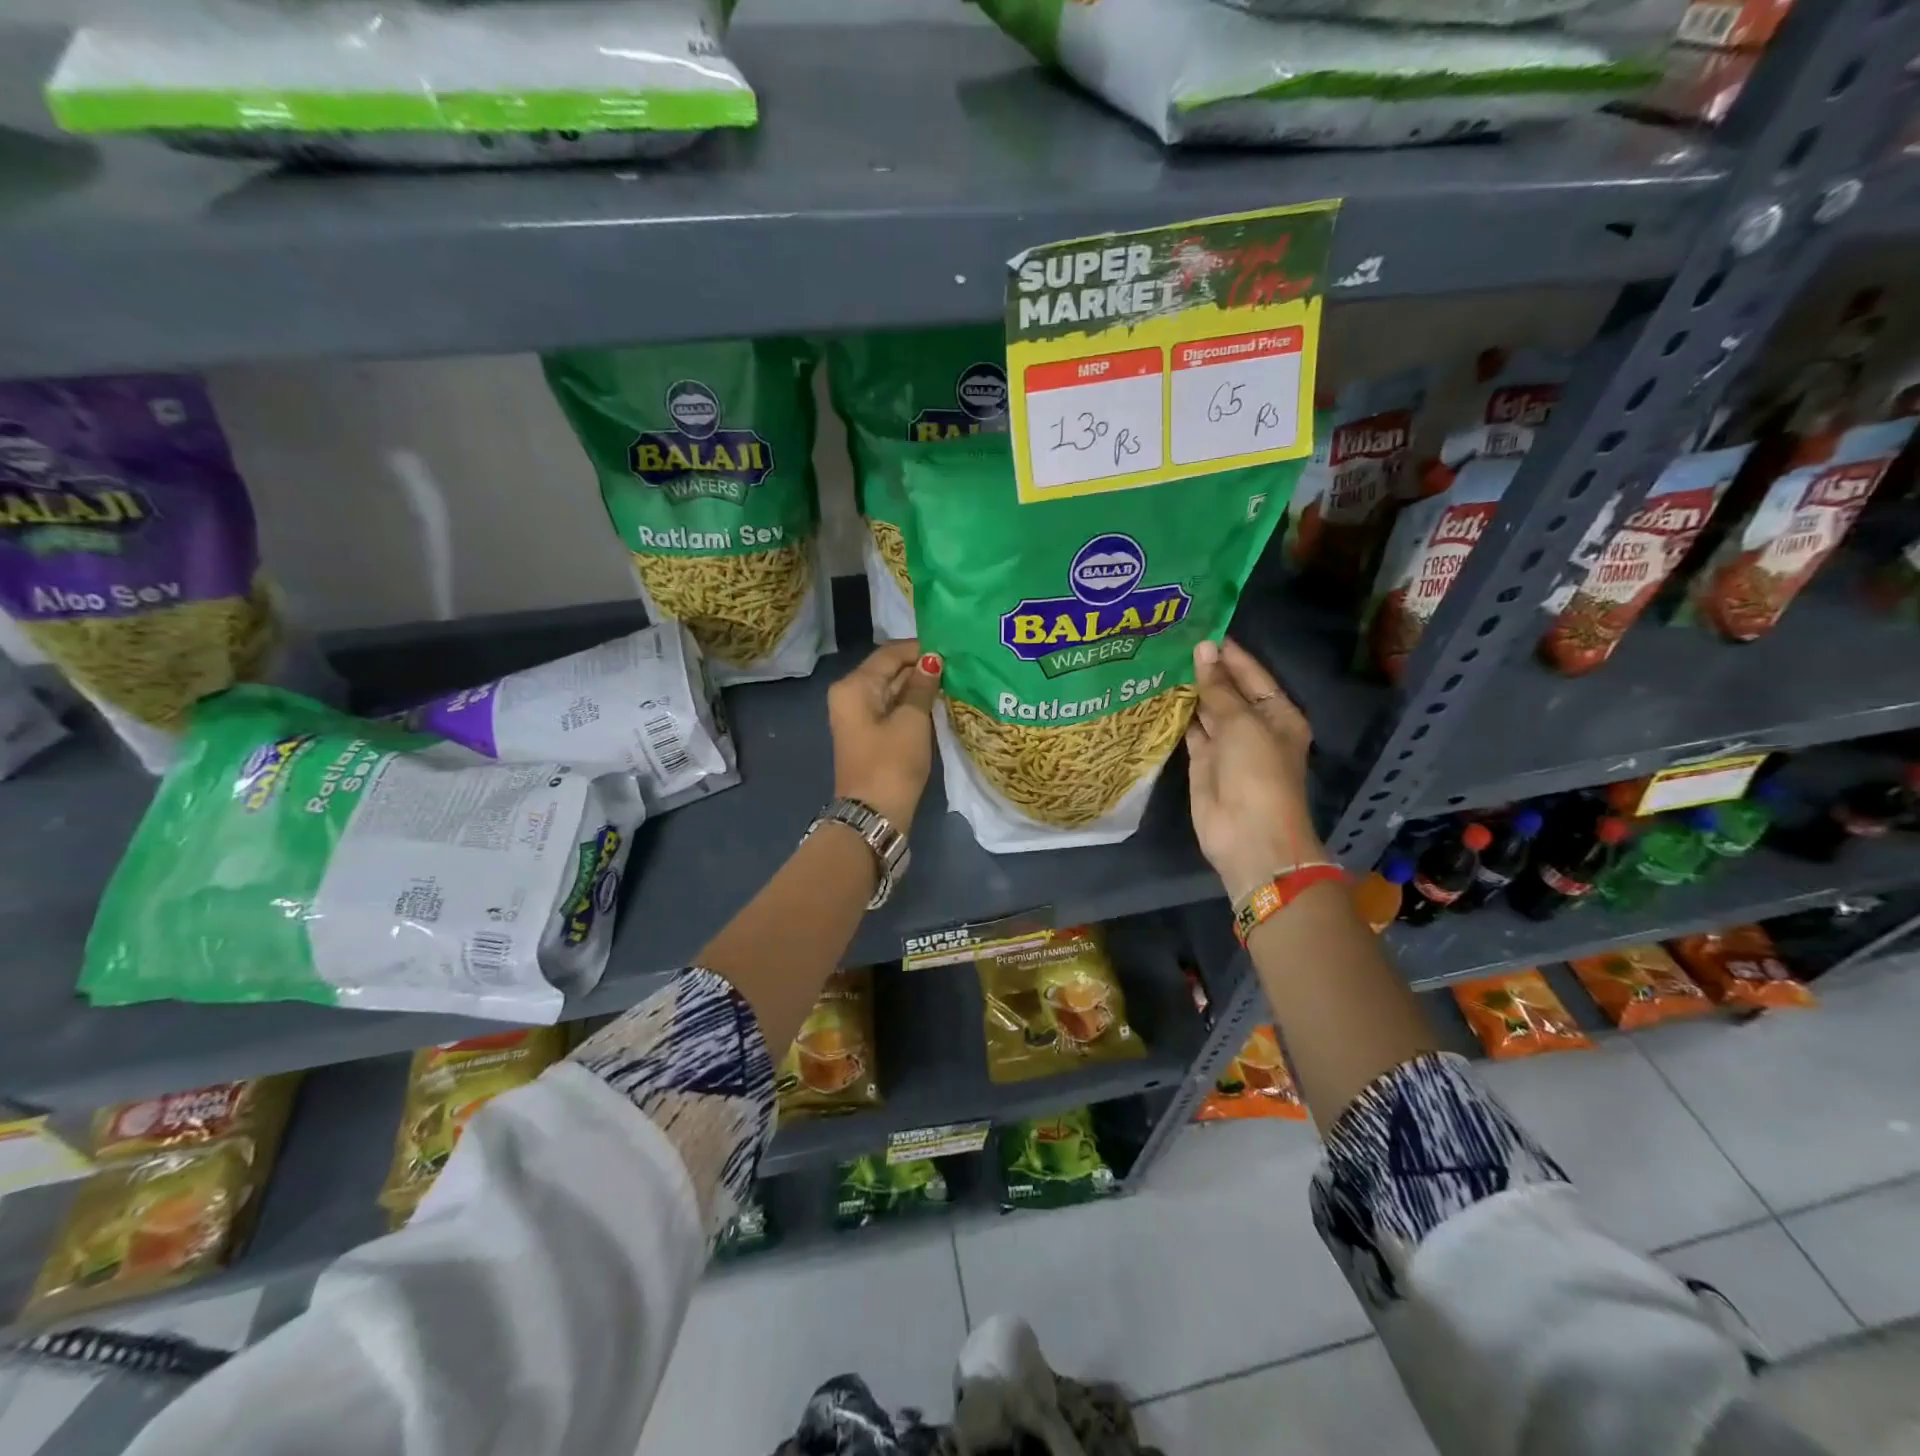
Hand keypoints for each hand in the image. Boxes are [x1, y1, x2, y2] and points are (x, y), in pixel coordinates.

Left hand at [828, 639, 942, 832]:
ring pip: (892, 690)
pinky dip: (912, 704)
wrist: (874, 815)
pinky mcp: (869, 735)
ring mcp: (859, 716)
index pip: (890, 653)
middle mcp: (850, 695)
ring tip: (954, 679)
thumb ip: (922, 687)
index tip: (952, 647)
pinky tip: (938, 702)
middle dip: (921, 667)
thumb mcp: (912, 721)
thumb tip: (932, 660)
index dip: (920, 648)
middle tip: (958, 663)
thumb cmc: (892, 763)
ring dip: (919, 686)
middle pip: (888, 670)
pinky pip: (892, 709)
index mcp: (854, 686)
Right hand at [1185, 637, 1324, 902]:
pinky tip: (1157, 694)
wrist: (1249, 835)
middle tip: (1170, 639)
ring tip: (1159, 660)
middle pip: (1228, 691)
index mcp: (1277, 713)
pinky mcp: (1203, 763)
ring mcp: (1227, 746)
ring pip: (1206, 710)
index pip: (1251, 673)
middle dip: (1205, 669)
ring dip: (1188, 690)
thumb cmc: (1257, 773)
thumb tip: (1203, 648)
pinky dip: (1177, 716)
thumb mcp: (1241, 723)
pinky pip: (1190, 732)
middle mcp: (1254, 726)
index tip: (1199, 627)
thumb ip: (1218, 687)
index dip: (1227, 652)